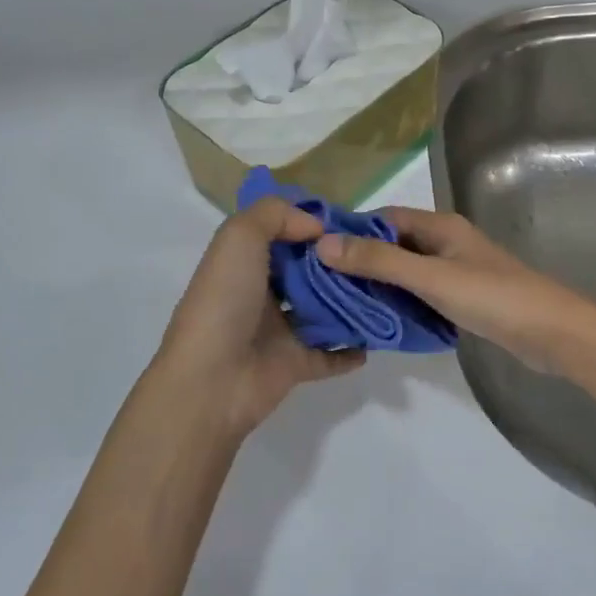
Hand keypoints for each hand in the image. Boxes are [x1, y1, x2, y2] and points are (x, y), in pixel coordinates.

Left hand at [151, 197, 365, 436]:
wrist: (210, 380)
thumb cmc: (224, 301)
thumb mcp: (239, 237)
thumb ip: (275, 215)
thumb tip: (316, 227)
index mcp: (244, 262)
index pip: (283, 234)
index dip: (313, 224)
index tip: (351, 221)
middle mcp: (261, 293)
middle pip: (307, 271)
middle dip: (338, 262)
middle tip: (378, 254)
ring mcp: (279, 331)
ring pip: (322, 310)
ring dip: (350, 301)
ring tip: (385, 288)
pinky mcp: (295, 364)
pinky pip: (331, 354)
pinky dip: (352, 349)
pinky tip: (377, 336)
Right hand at [316, 207, 595, 376]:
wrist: (553, 334)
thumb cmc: (492, 297)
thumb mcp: (430, 277)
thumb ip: (379, 261)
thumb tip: (323, 243)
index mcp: (440, 226)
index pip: (384, 219)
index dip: (351, 231)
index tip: (315, 250)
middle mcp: (446, 243)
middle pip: (394, 245)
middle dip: (361, 261)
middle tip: (322, 284)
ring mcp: (457, 272)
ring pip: (407, 272)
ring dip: (379, 285)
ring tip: (341, 303)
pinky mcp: (464, 299)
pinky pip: (421, 294)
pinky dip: (400, 303)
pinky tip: (379, 320)